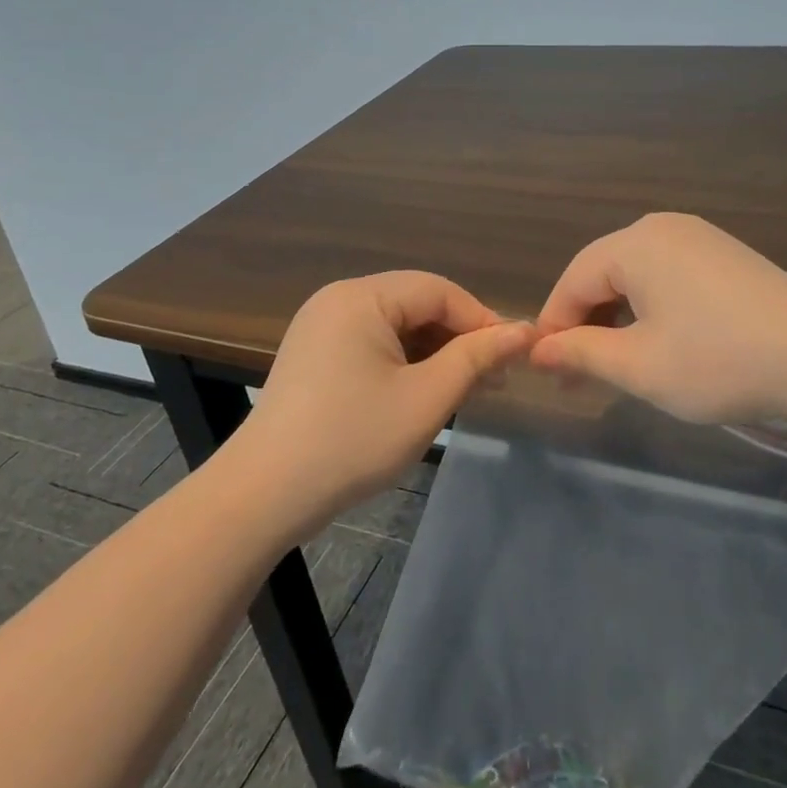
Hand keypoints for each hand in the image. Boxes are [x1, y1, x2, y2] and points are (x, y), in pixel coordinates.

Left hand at [234, 272, 532, 539]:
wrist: (262, 496)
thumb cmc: (351, 441)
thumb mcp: (426, 398)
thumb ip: (476, 358)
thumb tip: (523, 331)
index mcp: (361, 297)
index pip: (439, 291)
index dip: (482, 319)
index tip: (517, 353)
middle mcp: (338, 299)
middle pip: (416, 304)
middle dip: (458, 338)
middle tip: (496, 375)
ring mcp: (321, 327)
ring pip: (395, 326)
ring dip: (433, 352)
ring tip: (467, 388)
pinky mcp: (314, 355)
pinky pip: (372, 344)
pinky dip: (404, 363)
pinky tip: (424, 392)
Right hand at [530, 212, 786, 424]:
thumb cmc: (719, 360)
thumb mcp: (639, 365)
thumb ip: (580, 353)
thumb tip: (537, 350)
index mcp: (635, 244)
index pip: (572, 281)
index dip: (552, 326)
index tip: (545, 372)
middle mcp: (661, 228)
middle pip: (602, 274)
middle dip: (585, 324)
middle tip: (577, 377)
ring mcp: (697, 238)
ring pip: (634, 277)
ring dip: (616, 319)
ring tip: (614, 366)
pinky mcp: (723, 255)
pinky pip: (666, 277)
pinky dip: (649, 310)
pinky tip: (658, 343)